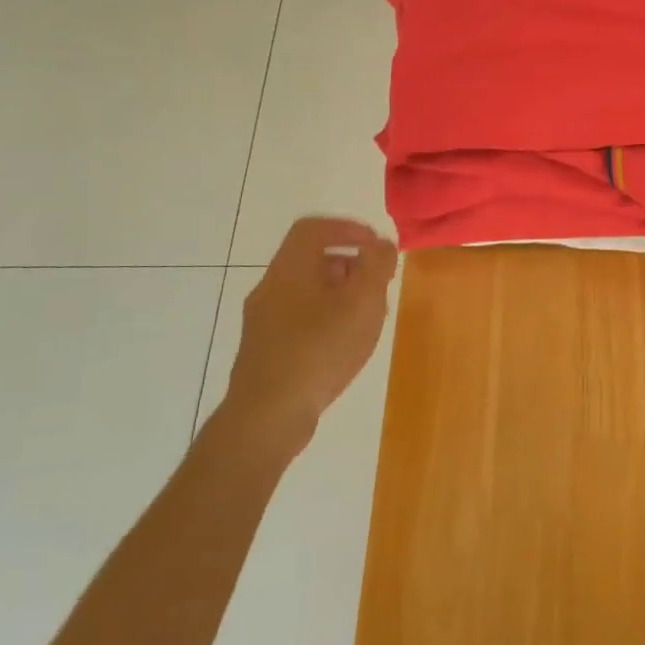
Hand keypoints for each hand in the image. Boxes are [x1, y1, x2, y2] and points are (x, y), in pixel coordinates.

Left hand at [226, 217, 398, 449]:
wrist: (268, 416)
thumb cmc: (319, 350)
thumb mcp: (361, 302)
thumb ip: (376, 266)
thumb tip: (380, 244)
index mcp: (289, 269)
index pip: (313, 229)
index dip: (347, 229)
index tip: (376, 245)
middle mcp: (270, 288)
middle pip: (312, 260)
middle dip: (351, 266)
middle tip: (379, 284)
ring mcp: (263, 321)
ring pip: (307, 292)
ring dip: (341, 295)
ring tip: (369, 318)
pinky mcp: (265, 350)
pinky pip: (300, 320)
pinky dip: (327, 320)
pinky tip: (346, 346)